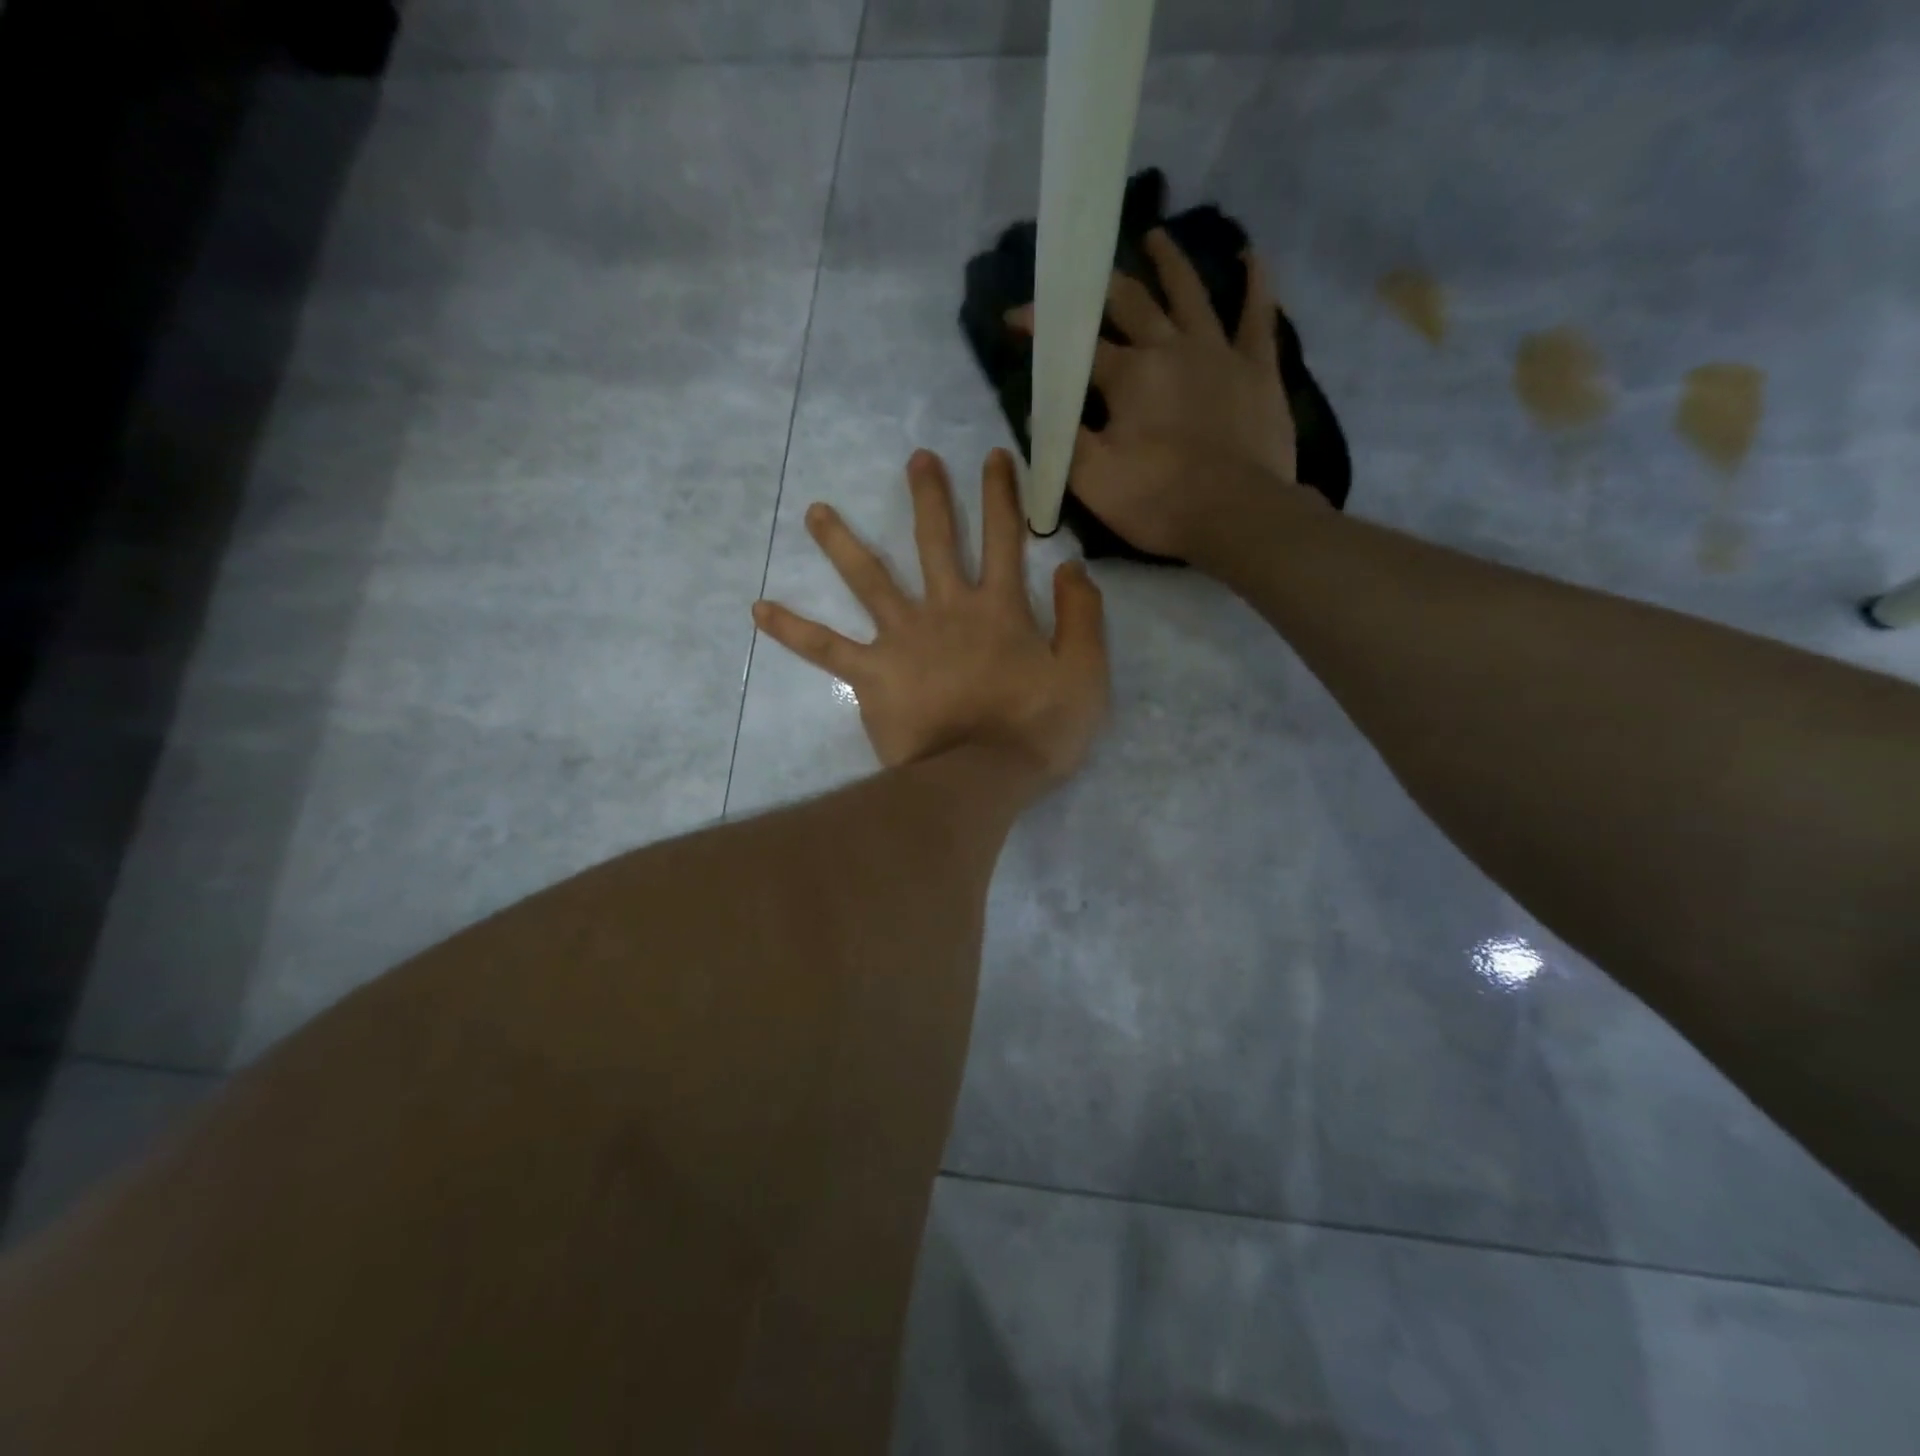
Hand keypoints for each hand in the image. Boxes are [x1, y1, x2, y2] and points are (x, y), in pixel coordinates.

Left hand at [752, 449, 1108, 786]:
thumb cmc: (1038, 731)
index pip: (1004, 538)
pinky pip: (824, 648)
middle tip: (917, 459)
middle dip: (929, 497)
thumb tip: (1071, 566)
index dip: (1002, 495)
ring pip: (868, 579)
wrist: (981, 779)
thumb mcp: (1085, 674)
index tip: (995, 457)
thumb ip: (1082, 616)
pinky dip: (791, 629)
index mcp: (999, 609)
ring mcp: (903, 639)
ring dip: (841, 541)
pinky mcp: (872, 675)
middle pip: (935, 541)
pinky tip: (758, 609)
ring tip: (814, 510)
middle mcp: (946, 610)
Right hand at [1011, 231, 1301, 563]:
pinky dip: (1256, 284)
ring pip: (1191, 294)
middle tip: (1084, 271)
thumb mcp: (1092, 480)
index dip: (1043, 329)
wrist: (1235, 515)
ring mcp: (1218, 352)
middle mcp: (1170, 349)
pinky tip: (1252, 257)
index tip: (1015, 317)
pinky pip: (1258, 316)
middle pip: (1132, 303)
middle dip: (1101, 286)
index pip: (1076, 345)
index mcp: (1128, 376)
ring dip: (1170, 263)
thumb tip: (1039, 410)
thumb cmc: (1158, 501)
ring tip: (1156, 237)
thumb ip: (1062, 441)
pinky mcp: (1258, 369)